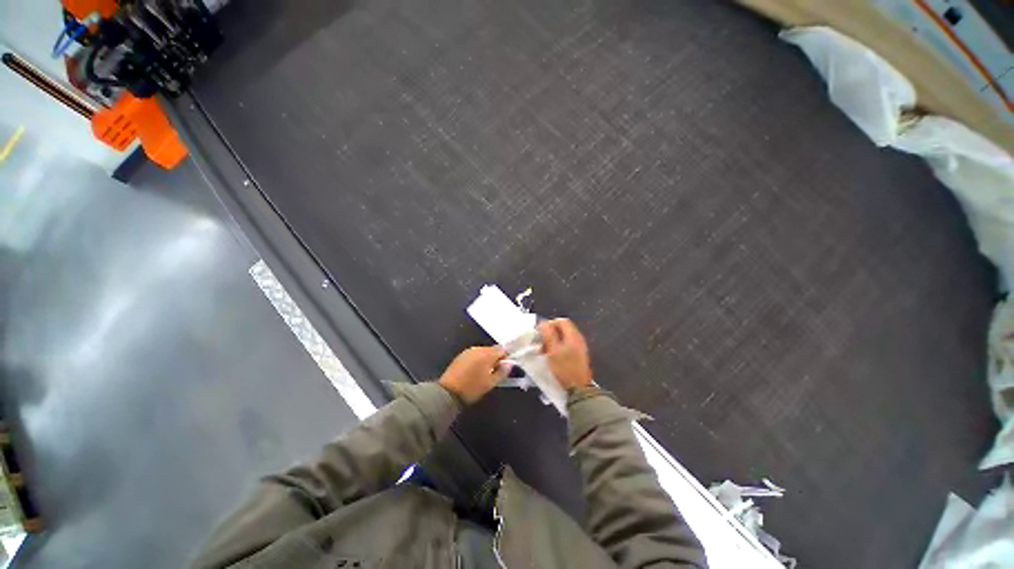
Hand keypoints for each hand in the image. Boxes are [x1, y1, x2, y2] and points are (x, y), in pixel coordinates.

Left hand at [438, 346, 508, 404]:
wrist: (448, 392)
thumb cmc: (472, 388)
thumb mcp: (491, 383)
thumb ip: (502, 372)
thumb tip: (510, 364)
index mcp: (487, 354)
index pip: (502, 350)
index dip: (506, 358)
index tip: (505, 368)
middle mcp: (478, 349)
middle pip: (492, 350)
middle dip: (495, 359)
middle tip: (495, 373)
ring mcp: (468, 351)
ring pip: (483, 352)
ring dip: (486, 359)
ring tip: (484, 373)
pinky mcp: (461, 355)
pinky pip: (474, 354)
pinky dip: (477, 360)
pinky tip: (474, 371)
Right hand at [538, 319, 593, 390]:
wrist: (579, 389)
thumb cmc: (565, 369)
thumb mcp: (553, 350)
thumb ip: (548, 334)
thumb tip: (543, 323)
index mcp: (573, 335)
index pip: (561, 321)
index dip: (549, 324)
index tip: (540, 333)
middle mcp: (578, 339)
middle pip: (562, 329)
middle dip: (550, 334)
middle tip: (541, 343)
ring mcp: (579, 347)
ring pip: (563, 338)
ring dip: (552, 342)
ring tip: (544, 351)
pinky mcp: (578, 356)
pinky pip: (566, 346)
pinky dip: (558, 348)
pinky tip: (552, 357)